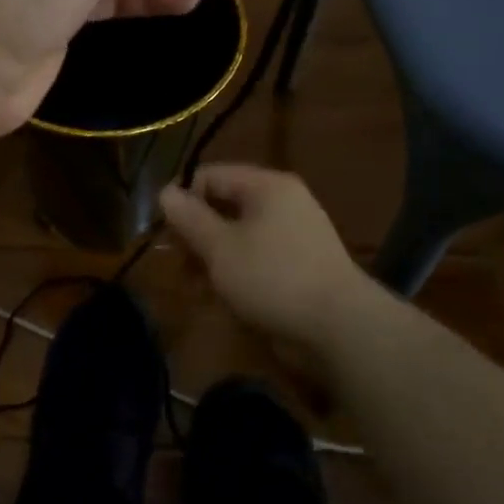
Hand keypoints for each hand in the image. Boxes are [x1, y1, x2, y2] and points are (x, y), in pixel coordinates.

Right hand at [160, 165, 374, 353]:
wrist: (339, 328)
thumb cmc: (272, 278)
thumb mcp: (220, 247)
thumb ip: (189, 218)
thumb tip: (165, 191)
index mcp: (267, 186)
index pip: (211, 175)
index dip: (183, 198)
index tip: (164, 232)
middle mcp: (283, 202)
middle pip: (225, 205)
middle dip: (197, 234)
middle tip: (179, 265)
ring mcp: (295, 234)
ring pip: (239, 235)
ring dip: (213, 258)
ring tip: (197, 288)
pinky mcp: (300, 264)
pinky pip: (257, 257)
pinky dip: (237, 271)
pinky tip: (223, 298)